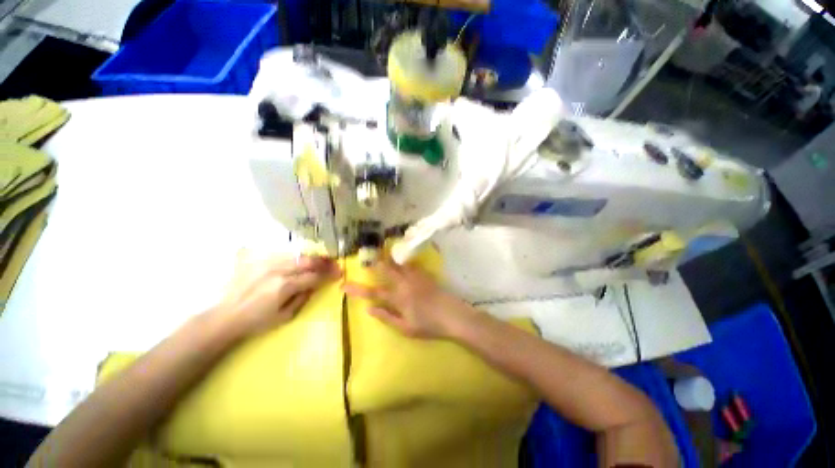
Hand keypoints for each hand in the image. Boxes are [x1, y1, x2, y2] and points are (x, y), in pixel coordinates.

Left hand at [219, 254, 339, 336]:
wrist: (225, 316)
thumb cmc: (256, 321)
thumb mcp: (285, 316)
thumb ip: (303, 298)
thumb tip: (315, 285)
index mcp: (285, 286)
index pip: (314, 276)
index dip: (329, 274)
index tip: (339, 273)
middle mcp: (278, 271)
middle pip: (307, 261)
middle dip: (324, 261)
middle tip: (333, 263)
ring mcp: (267, 264)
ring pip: (297, 255)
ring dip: (312, 257)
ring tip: (322, 259)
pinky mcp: (259, 261)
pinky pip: (283, 255)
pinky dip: (296, 257)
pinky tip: (301, 260)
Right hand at [342, 258, 474, 338]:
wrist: (452, 315)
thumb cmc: (429, 325)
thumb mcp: (405, 328)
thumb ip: (386, 317)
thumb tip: (368, 309)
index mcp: (398, 298)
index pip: (373, 292)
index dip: (357, 289)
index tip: (344, 285)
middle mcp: (405, 283)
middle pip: (386, 270)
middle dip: (375, 263)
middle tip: (366, 257)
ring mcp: (416, 277)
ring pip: (399, 264)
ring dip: (389, 259)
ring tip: (382, 254)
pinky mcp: (425, 274)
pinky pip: (412, 265)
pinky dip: (404, 262)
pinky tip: (402, 260)